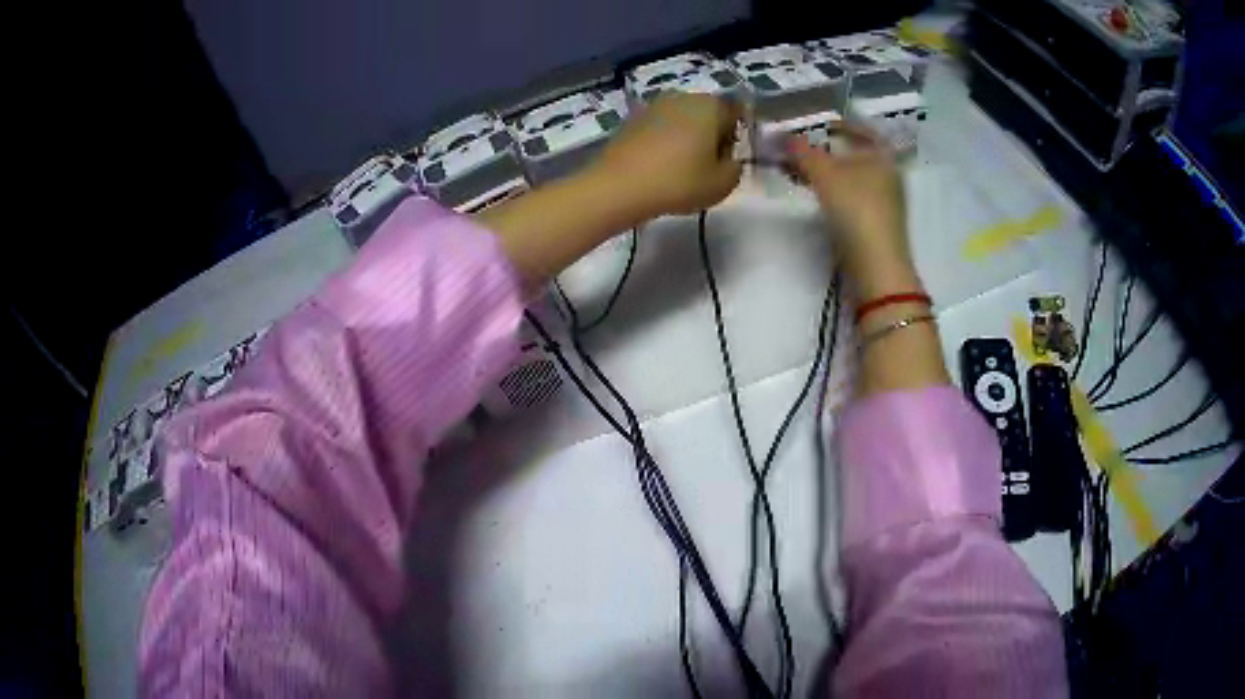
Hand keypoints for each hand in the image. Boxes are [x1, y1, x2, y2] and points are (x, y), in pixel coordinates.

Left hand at [589, 92, 742, 218]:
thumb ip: (735, 168)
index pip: (736, 114)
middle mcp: (683, 97)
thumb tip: (729, 159)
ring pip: (682, 119)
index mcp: (711, 105)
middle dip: (710, 135)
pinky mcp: (632, 118)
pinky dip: (663, 141)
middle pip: (707, 113)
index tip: (725, 161)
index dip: (735, 138)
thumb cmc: (679, 182)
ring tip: (680, 168)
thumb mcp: (722, 184)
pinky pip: (659, 128)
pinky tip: (657, 165)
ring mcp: (654, 105)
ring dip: (686, 138)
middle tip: (704, 166)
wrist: (619, 186)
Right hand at [787, 125, 918, 298]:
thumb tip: (783, 136)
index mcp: (884, 158)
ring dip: (828, 174)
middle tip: (802, 151)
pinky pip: (852, 198)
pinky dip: (834, 193)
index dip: (844, 125)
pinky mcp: (876, 226)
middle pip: (857, 156)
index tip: (822, 126)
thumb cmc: (856, 210)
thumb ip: (803, 153)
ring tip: (801, 174)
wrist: (876, 267)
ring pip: (853, 179)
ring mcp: (885, 204)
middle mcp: (889, 177)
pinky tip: (817, 198)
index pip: (866, 131)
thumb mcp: (824, 175)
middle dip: (828, 151)